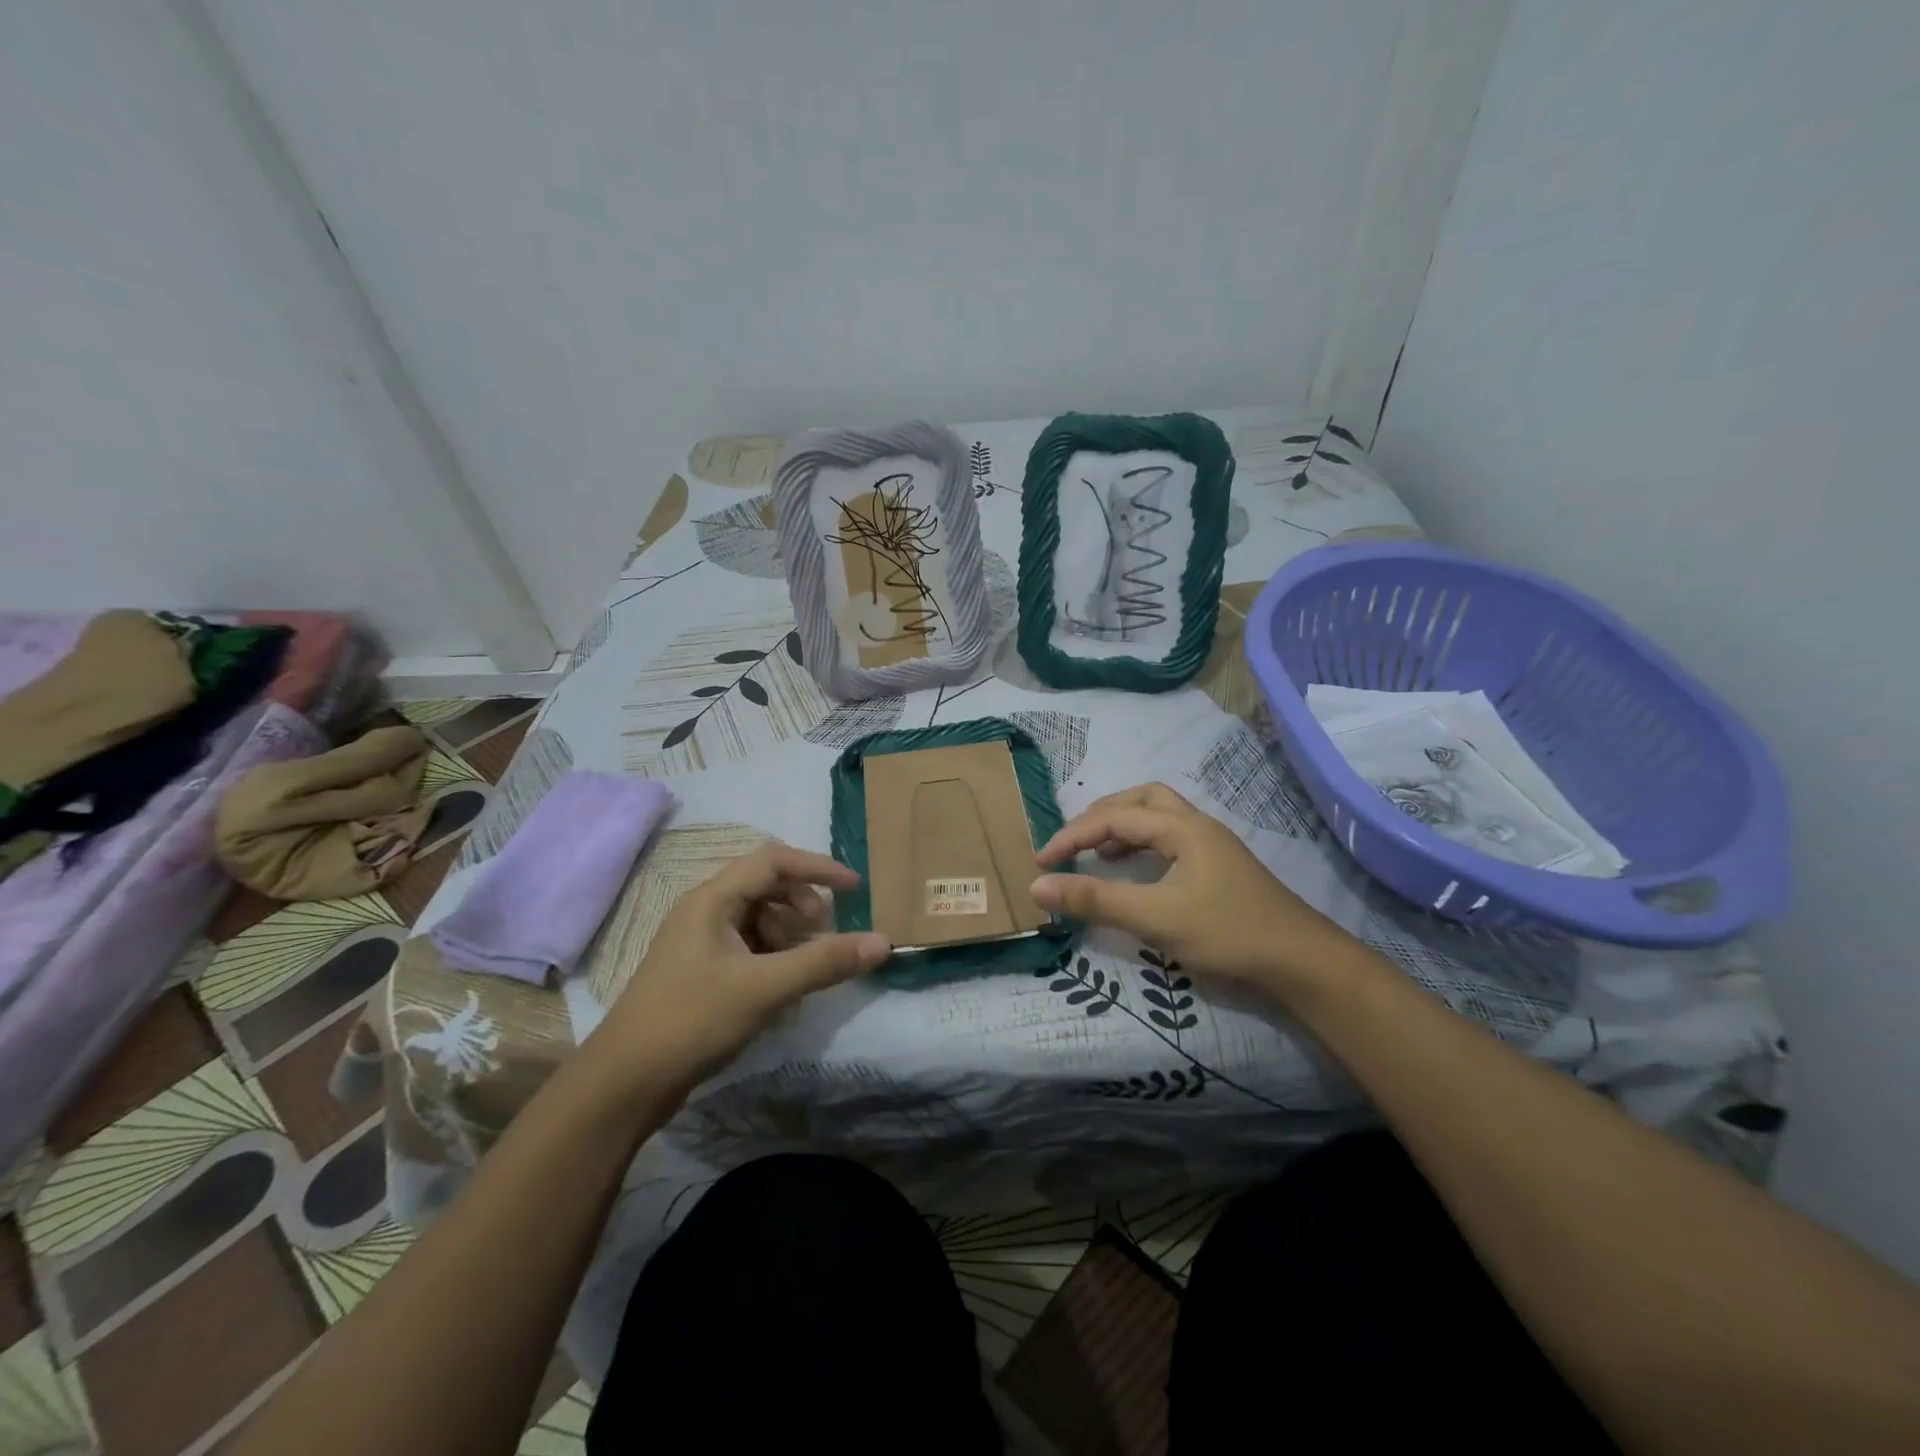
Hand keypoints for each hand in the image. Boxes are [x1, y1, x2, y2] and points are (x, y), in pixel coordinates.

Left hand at [588, 843, 888, 1096]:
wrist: (623, 1085)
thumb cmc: (691, 1021)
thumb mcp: (765, 989)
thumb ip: (824, 962)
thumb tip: (883, 942)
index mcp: (712, 900)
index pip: (773, 860)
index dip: (817, 868)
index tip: (855, 889)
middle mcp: (703, 911)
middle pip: (764, 886)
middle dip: (802, 904)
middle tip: (824, 933)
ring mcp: (698, 943)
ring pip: (756, 918)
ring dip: (788, 933)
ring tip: (802, 965)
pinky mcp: (698, 972)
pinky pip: (746, 946)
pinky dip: (772, 957)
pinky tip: (780, 989)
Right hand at [1029, 783, 1364, 1005]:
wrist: (1302, 963)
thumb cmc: (1227, 933)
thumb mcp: (1155, 918)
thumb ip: (1095, 900)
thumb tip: (1038, 886)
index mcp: (1181, 827)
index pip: (1113, 817)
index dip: (1072, 836)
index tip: (1042, 861)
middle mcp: (1197, 825)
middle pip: (1141, 799)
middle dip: (1101, 816)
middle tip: (1073, 844)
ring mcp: (1212, 845)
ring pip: (1158, 816)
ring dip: (1123, 827)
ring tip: (1098, 854)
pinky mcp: (1219, 867)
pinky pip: (1170, 838)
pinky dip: (1142, 845)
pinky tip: (1136, 872)